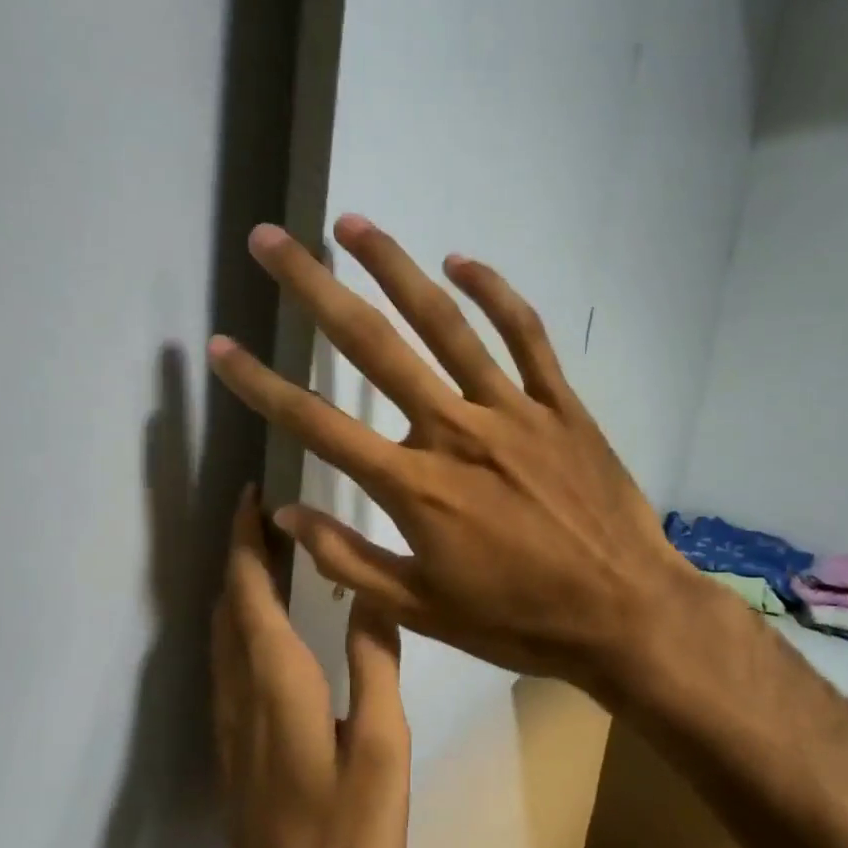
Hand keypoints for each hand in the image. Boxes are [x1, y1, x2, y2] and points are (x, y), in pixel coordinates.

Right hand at [207, 216, 695, 708]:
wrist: (625, 614)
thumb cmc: (520, 621)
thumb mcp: (423, 610)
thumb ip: (350, 560)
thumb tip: (284, 515)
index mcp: (415, 488)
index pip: (319, 425)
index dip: (262, 385)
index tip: (221, 346)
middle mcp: (455, 431)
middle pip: (373, 348)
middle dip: (313, 290)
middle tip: (270, 241)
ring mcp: (513, 410)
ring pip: (445, 323)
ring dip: (394, 268)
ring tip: (352, 225)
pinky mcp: (560, 405)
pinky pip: (525, 335)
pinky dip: (494, 293)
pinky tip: (461, 261)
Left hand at [212, 486, 410, 847]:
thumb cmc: (346, 837)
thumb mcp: (383, 750)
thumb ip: (376, 666)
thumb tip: (371, 595)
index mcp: (277, 682)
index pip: (250, 591)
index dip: (248, 539)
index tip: (254, 495)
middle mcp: (241, 691)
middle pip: (228, 603)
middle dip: (240, 550)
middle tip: (264, 511)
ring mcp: (230, 719)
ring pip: (221, 630)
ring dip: (237, 582)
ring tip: (268, 551)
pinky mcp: (232, 742)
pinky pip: (226, 657)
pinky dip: (239, 617)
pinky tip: (264, 621)